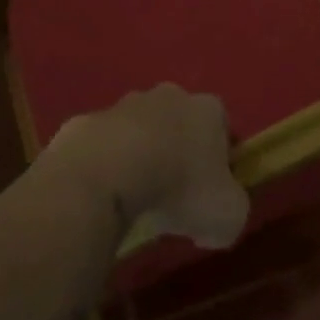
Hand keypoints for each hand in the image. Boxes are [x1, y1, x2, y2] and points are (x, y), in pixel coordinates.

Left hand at [52, 84, 249, 249]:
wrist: (107, 173)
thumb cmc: (178, 188)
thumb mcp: (227, 216)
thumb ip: (232, 213)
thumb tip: (213, 223)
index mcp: (208, 110)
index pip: (223, 129)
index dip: (221, 162)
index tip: (211, 192)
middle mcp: (169, 96)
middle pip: (180, 123)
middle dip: (178, 152)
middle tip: (172, 194)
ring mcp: (124, 104)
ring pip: (139, 130)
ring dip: (139, 155)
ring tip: (133, 197)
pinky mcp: (88, 121)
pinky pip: (102, 146)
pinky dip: (104, 165)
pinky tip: (102, 194)